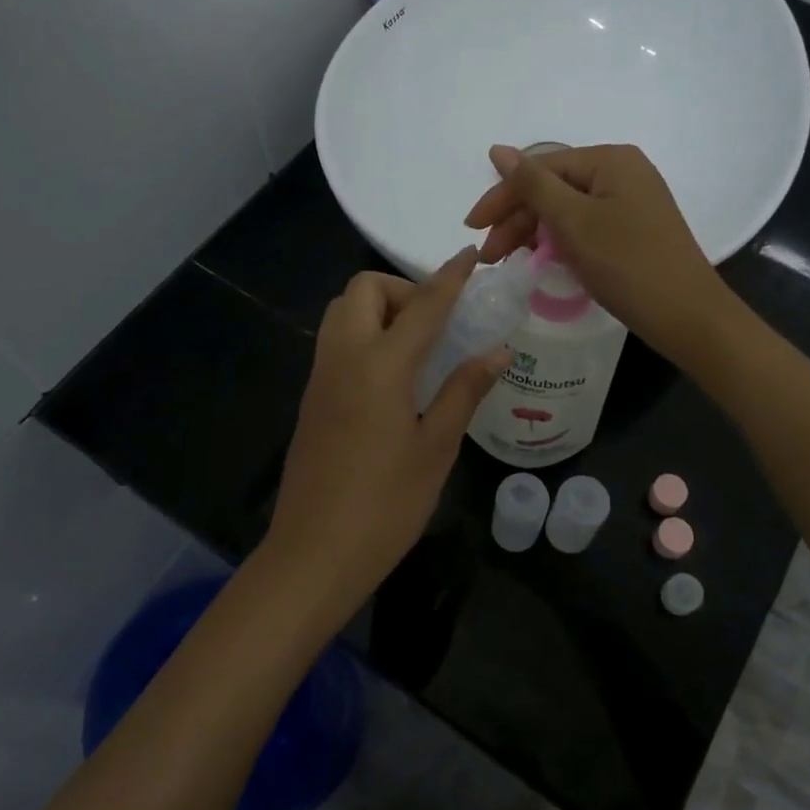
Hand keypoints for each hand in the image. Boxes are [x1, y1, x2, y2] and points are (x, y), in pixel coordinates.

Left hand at [265, 248, 506, 610]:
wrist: (313, 554)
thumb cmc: (385, 505)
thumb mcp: (436, 448)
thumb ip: (464, 391)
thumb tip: (498, 351)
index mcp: (379, 366)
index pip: (422, 304)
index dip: (450, 277)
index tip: (471, 255)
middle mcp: (343, 358)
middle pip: (363, 290)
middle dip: (402, 289)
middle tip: (436, 325)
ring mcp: (320, 377)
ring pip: (343, 312)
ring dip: (379, 310)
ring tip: (417, 349)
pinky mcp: (311, 398)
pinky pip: (336, 342)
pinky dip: (364, 335)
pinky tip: (392, 377)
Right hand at [464, 143, 730, 361]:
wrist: (687, 316)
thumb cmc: (627, 264)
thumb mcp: (573, 222)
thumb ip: (533, 185)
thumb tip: (499, 149)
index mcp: (610, 159)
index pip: (541, 168)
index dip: (502, 196)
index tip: (472, 228)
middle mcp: (622, 172)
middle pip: (554, 188)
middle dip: (517, 220)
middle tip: (490, 256)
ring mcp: (631, 202)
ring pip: (567, 210)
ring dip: (534, 233)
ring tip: (509, 262)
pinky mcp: (633, 230)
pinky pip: (585, 226)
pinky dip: (560, 242)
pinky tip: (542, 261)